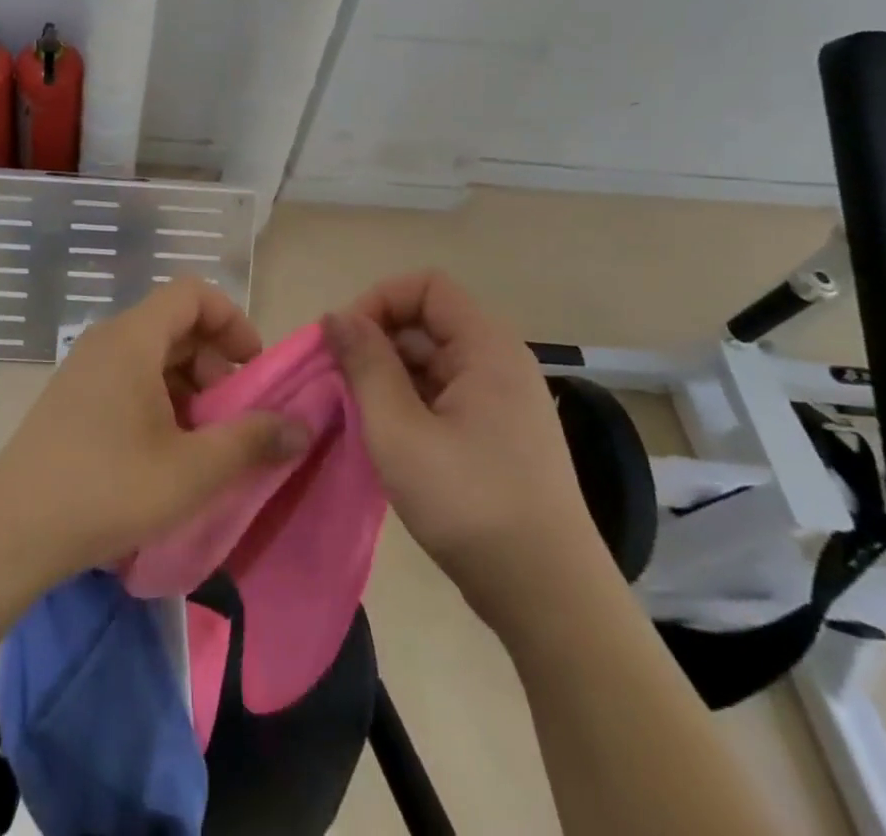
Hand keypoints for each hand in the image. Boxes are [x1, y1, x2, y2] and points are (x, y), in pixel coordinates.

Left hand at [0, 280, 309, 581]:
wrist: (11, 530)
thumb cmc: (107, 488)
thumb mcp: (192, 470)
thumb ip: (252, 441)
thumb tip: (302, 427)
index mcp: (133, 338)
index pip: (192, 293)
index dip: (232, 320)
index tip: (254, 367)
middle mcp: (107, 340)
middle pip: (175, 324)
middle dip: (216, 361)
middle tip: (234, 414)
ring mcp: (85, 369)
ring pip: (153, 355)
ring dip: (190, 386)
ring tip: (205, 441)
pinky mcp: (73, 399)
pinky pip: (129, 379)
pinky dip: (160, 400)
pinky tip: (167, 453)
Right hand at [325, 272, 609, 626]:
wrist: (549, 598)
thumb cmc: (469, 503)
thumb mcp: (399, 430)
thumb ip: (365, 365)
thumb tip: (337, 315)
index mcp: (487, 348)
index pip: (426, 287)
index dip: (379, 301)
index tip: (345, 342)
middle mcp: (500, 362)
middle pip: (428, 321)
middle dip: (378, 341)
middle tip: (340, 383)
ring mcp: (503, 400)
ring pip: (433, 361)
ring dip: (390, 376)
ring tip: (358, 414)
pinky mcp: (499, 433)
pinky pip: (446, 394)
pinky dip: (410, 403)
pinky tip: (388, 438)